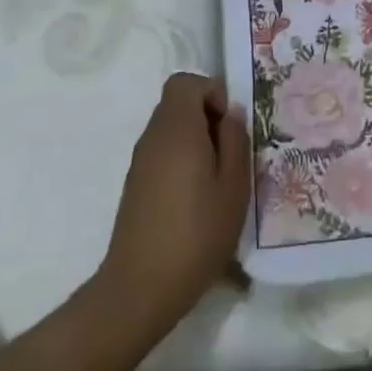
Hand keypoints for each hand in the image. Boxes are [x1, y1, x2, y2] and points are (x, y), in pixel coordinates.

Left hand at [95, 73, 249, 339]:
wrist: (140, 288)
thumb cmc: (196, 232)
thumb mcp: (234, 186)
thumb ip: (235, 140)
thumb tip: (231, 114)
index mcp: (177, 128)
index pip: (185, 82)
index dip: (211, 92)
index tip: (230, 125)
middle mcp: (153, 136)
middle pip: (178, 104)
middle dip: (208, 117)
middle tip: (231, 152)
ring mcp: (140, 162)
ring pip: (171, 129)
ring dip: (197, 140)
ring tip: (219, 178)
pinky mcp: (136, 185)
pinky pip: (163, 153)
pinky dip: (182, 161)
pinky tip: (198, 198)